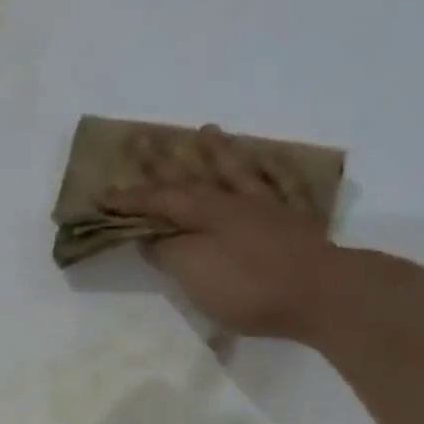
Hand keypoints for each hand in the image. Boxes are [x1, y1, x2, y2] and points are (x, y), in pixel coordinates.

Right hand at [100, 123, 340, 338]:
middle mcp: (235, 202)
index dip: (129, 199)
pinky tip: (269, 163)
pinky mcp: (294, 224)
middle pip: (194, 176)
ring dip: (219, 152)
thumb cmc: (249, 286)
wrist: (321, 294)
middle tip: (143, 138)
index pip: (159, 200)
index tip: (101, 195)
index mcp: (207, 212)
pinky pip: (281, 186)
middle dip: (165, 160)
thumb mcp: (194, 272)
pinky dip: (272, 171)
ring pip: (238, 172)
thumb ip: (168, 252)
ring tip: (207, 129)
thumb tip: (152, 239)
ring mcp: (268, 209)